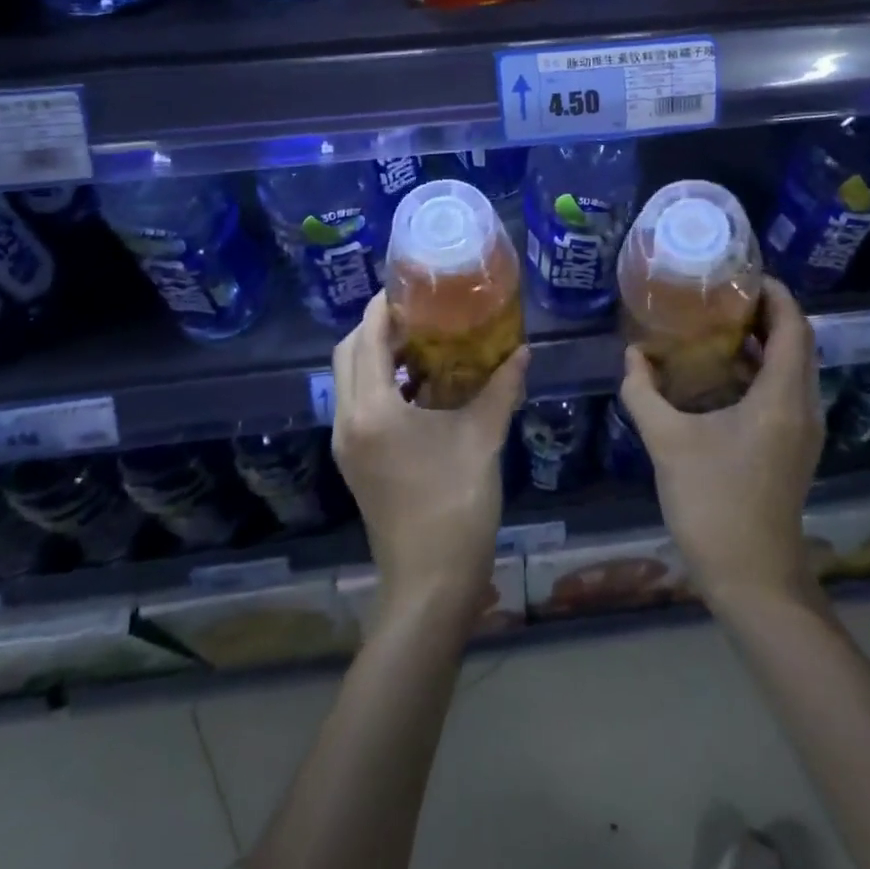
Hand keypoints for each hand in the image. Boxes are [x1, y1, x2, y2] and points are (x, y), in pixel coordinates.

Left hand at [332, 293, 528, 623]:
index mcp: (373, 410)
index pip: (366, 339)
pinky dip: (377, 383)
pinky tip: (418, 385)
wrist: (431, 582)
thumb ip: (501, 387)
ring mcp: (347, 444)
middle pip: (346, 354)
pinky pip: (356, 404)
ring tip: (419, 342)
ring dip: (373, 355)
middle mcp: (348, 421)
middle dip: (373, 327)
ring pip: (347, 380)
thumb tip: (523, 350)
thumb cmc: (456, 504)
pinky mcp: (355, 461)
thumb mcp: (483, 438)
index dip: (382, 307)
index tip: (409, 287)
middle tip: (416, 313)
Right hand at [620, 278, 823, 612]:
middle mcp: (802, 407)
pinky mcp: (791, 448)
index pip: (794, 326)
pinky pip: (783, 391)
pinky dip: (758, 370)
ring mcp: (802, 431)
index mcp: (782, 397)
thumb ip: (643, 392)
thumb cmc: (713, 504)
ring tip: (716, 322)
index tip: (741, 273)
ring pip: (791, 368)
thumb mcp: (667, 442)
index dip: (774, 294)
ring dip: (762, 341)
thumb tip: (631, 355)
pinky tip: (718, 373)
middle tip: (721, 293)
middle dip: (765, 312)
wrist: (752, 579)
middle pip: (796, 342)